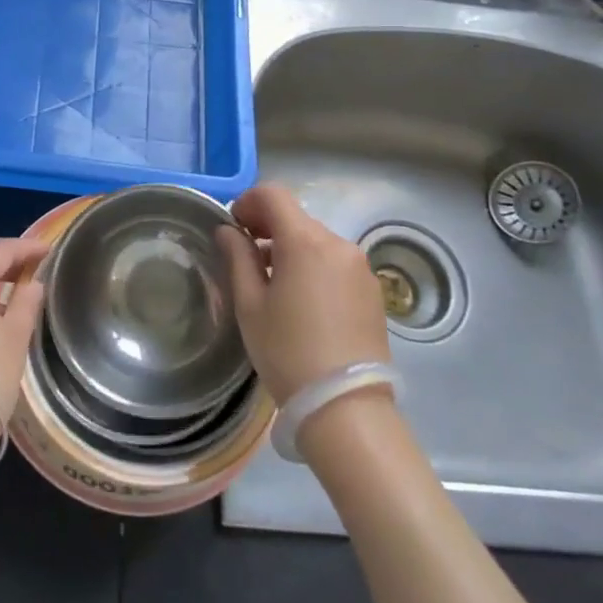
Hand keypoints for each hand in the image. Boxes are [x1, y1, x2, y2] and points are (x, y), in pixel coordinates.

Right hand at [218, 183, 388, 405]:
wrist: (346, 408)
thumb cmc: (287, 352)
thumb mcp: (250, 305)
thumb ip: (238, 258)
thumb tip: (228, 231)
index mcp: (306, 241)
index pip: (274, 195)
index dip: (248, 202)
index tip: (234, 227)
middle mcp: (339, 244)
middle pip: (297, 217)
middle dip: (268, 228)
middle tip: (246, 256)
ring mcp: (361, 267)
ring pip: (317, 241)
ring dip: (292, 249)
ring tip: (274, 285)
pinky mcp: (373, 291)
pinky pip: (336, 263)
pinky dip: (314, 267)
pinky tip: (303, 302)